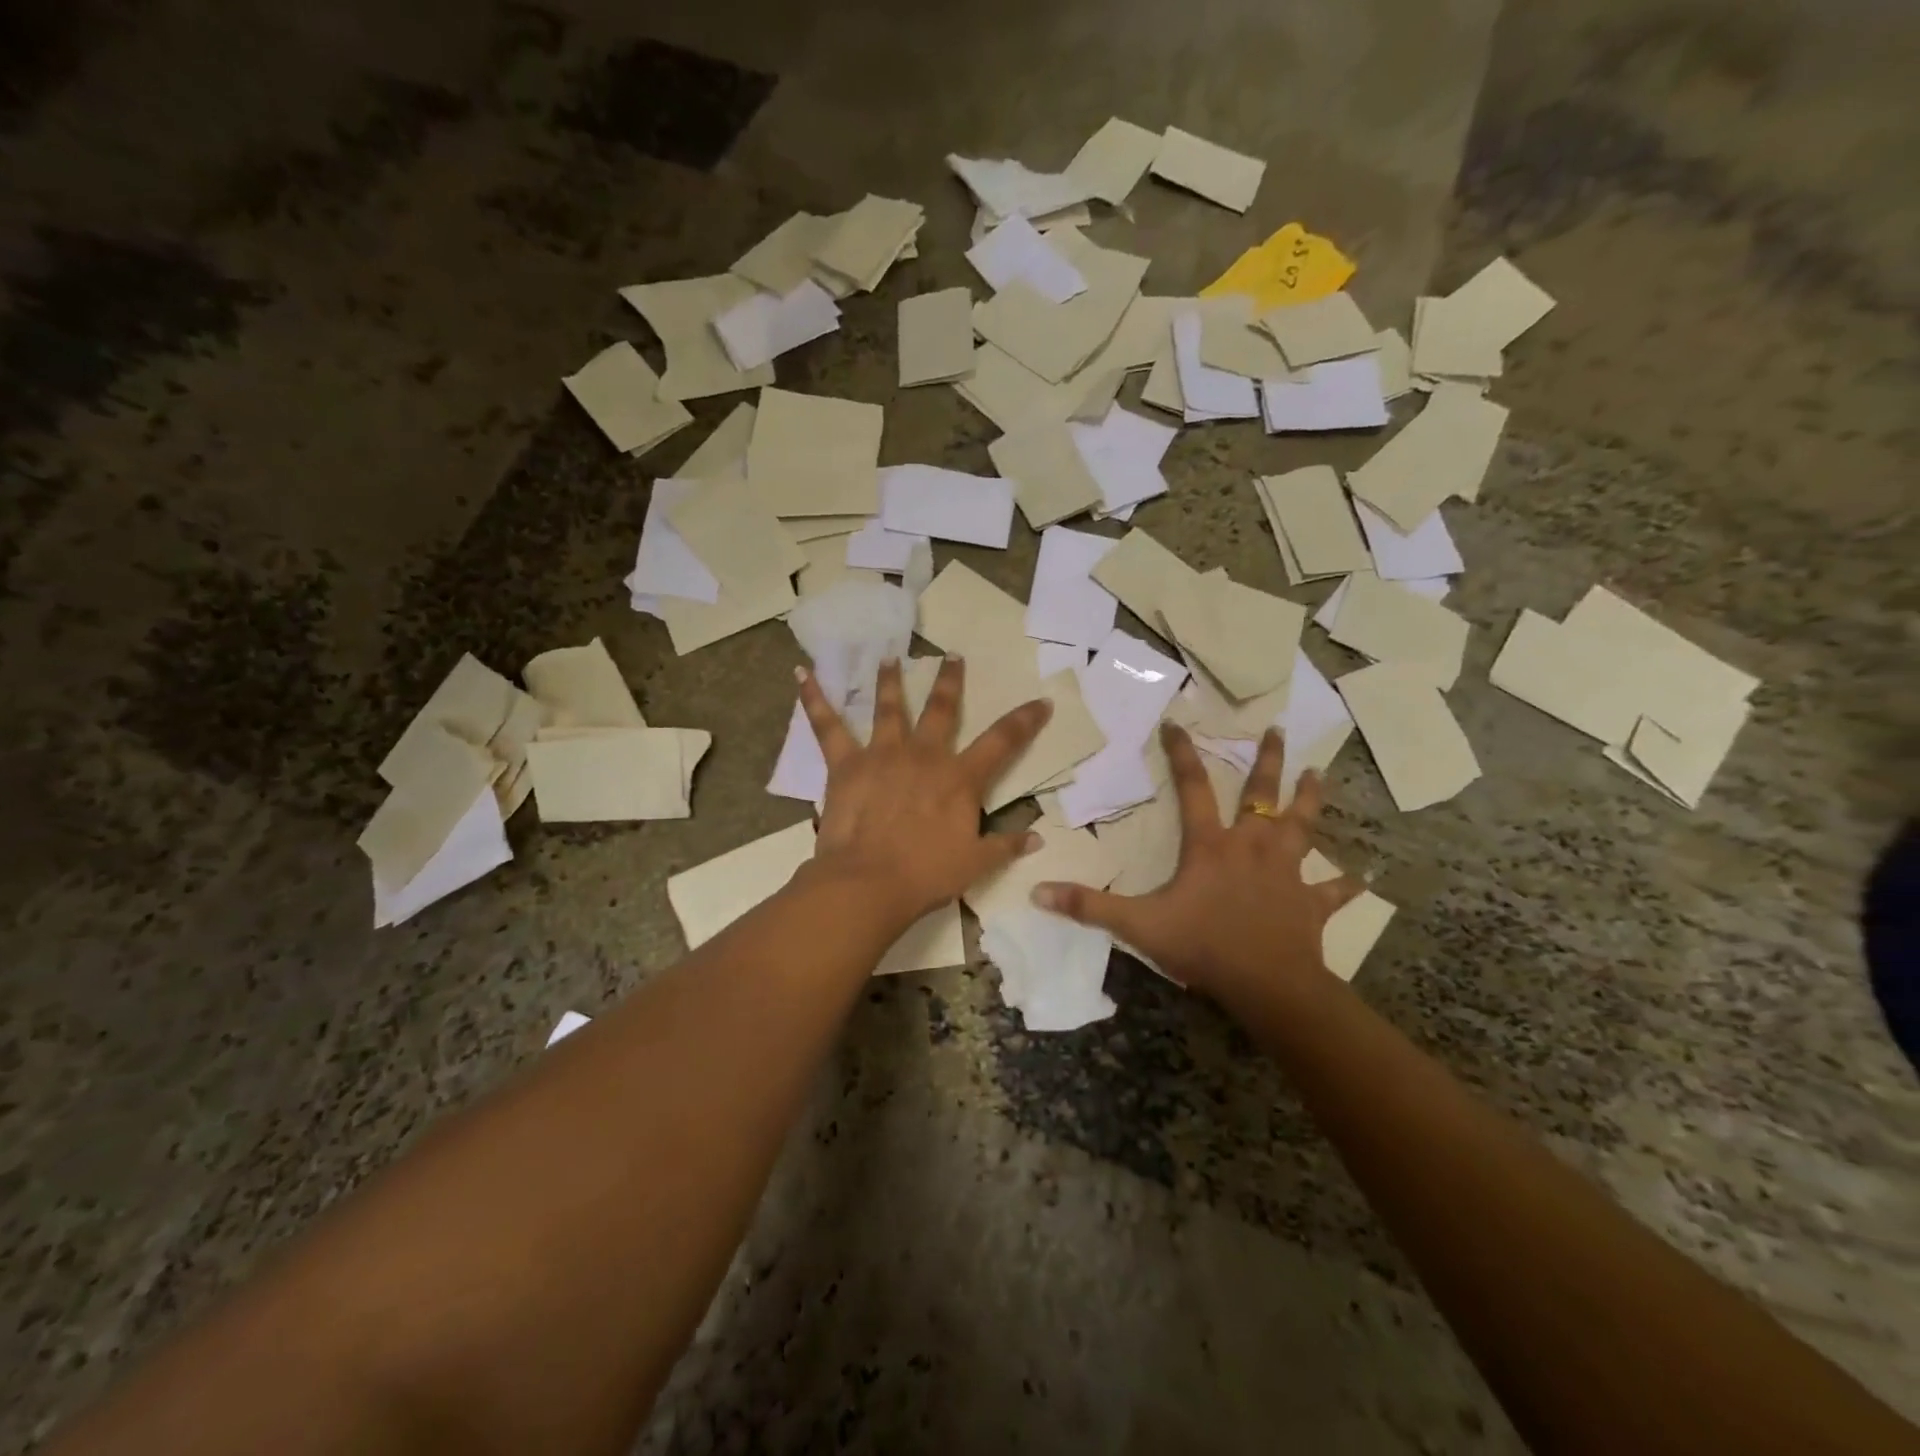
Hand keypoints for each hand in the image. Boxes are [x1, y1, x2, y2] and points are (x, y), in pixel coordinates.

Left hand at [796, 657, 1050, 926]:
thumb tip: (1038, 838)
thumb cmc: (926, 874)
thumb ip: (1006, 846)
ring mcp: (883, 754)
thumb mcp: (976, 864)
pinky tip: (802, 674)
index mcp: (960, 778)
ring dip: (890, 680)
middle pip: (941, 709)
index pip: (1002, 741)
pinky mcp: (846, 763)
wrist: (868, 882)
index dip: (1025, 720)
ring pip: (889, 707)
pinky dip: (814, 699)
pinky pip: (827, 726)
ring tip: (889, 657)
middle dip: (950, 681)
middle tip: (953, 656)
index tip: (1041, 701)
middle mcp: (924, 755)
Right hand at [1034, 723, 1361, 1004]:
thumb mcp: (1139, 925)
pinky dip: (1346, 884)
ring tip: (1320, 773)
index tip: (1177, 723)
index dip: (1182, 754)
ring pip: (1303, 826)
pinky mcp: (1310, 903)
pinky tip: (1364, 877)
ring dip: (1311, 800)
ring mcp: (1287, 873)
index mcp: (1211, 846)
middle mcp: (1252, 847)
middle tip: (1277, 730)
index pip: (1193, 788)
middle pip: (1262, 795)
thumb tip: (1038, 892)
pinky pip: (1332, 890)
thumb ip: (1089, 906)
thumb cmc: (1204, 946)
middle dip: (1268, 761)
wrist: (1268, 985)